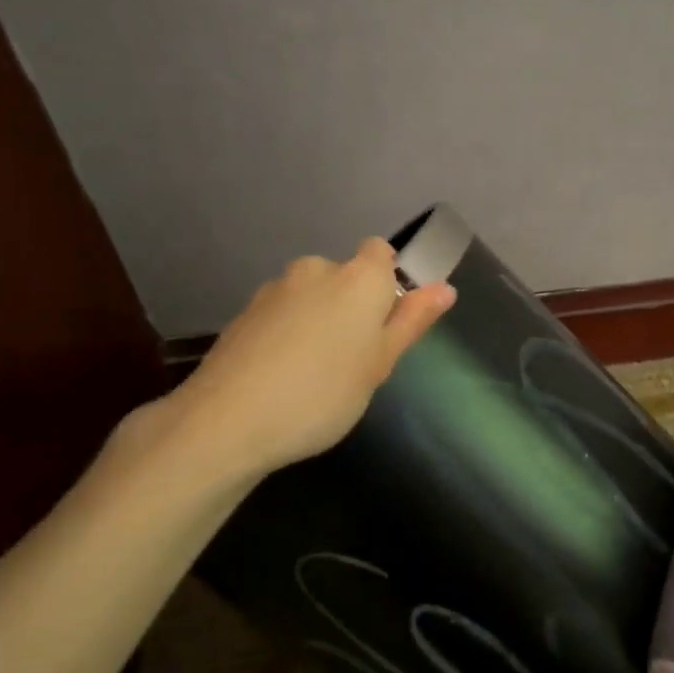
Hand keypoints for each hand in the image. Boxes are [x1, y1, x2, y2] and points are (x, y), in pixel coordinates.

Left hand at [115, 239, 455, 487]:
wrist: (227, 420)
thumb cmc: (323, 393)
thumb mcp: (380, 364)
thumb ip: (411, 321)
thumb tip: (445, 288)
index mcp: (359, 277)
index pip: (381, 252)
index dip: (388, 282)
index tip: (385, 324)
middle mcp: (317, 269)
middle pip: (346, 276)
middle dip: (352, 307)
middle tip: (354, 360)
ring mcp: (276, 289)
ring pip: (312, 296)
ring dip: (319, 320)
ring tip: (314, 374)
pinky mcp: (245, 312)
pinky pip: (283, 314)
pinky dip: (289, 333)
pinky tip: (282, 376)